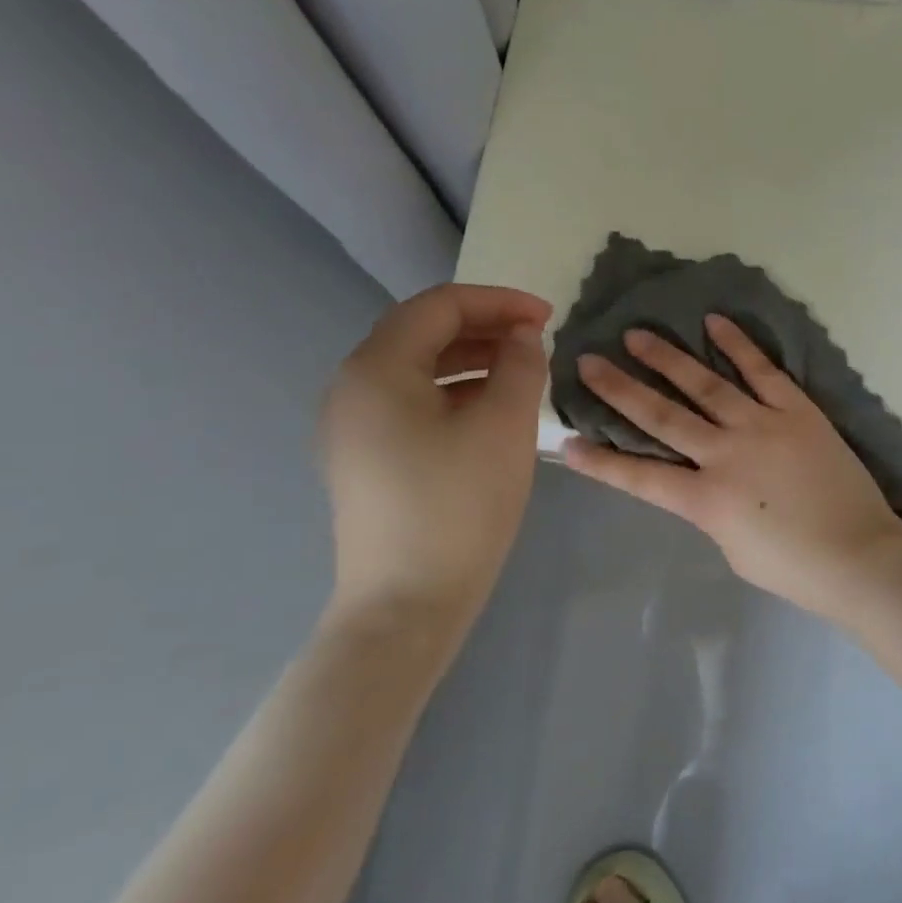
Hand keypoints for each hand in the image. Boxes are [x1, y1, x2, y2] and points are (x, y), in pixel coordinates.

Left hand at [319, 284, 550, 635]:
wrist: (408, 601)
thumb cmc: (460, 505)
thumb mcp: (505, 426)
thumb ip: (520, 366)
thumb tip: (521, 337)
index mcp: (376, 370)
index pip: (438, 307)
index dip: (498, 302)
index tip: (549, 316)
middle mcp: (352, 389)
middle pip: (421, 334)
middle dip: (485, 327)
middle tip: (539, 339)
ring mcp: (353, 428)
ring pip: (417, 370)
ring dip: (472, 360)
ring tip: (522, 372)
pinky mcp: (365, 459)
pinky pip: (412, 403)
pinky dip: (454, 392)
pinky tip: (491, 411)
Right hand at [560, 316, 901, 616]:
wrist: (859, 553)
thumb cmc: (795, 568)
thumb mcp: (733, 547)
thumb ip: (710, 508)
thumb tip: (702, 479)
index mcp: (706, 500)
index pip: (640, 477)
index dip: (600, 461)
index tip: (566, 441)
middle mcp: (726, 454)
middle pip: (663, 416)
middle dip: (621, 389)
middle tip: (589, 361)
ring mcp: (763, 426)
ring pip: (706, 384)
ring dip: (668, 358)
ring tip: (636, 334)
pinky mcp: (798, 410)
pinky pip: (763, 371)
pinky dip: (738, 346)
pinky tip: (714, 323)